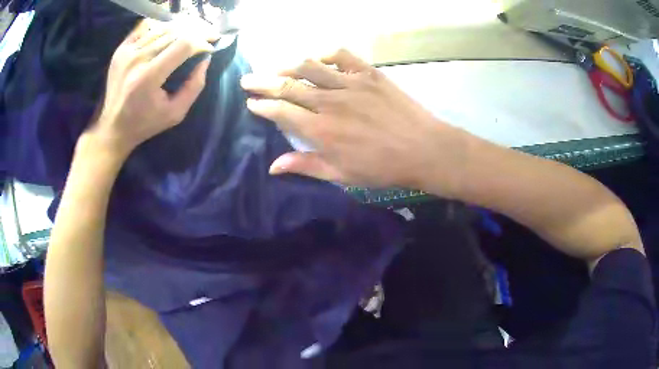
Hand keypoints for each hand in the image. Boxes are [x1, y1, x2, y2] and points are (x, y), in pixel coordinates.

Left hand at [86, 19, 215, 158]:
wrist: (112, 128)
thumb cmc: (145, 124)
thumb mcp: (175, 113)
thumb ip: (194, 86)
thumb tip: (205, 59)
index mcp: (149, 77)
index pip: (183, 45)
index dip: (201, 42)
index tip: (210, 47)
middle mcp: (137, 59)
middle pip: (174, 33)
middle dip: (195, 33)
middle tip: (207, 36)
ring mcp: (126, 52)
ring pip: (161, 28)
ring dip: (180, 30)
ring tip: (190, 35)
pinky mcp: (120, 50)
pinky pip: (145, 28)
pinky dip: (160, 28)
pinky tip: (168, 35)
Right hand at [240, 49, 466, 192]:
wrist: (424, 149)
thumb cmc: (383, 168)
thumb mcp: (342, 175)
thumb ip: (305, 166)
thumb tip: (273, 166)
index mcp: (320, 130)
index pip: (281, 112)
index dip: (262, 105)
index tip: (250, 102)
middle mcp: (329, 102)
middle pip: (288, 85)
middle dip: (262, 82)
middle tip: (247, 79)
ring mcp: (350, 84)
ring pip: (310, 67)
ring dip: (288, 65)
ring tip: (275, 66)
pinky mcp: (369, 74)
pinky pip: (342, 56)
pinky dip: (326, 54)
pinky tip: (318, 58)